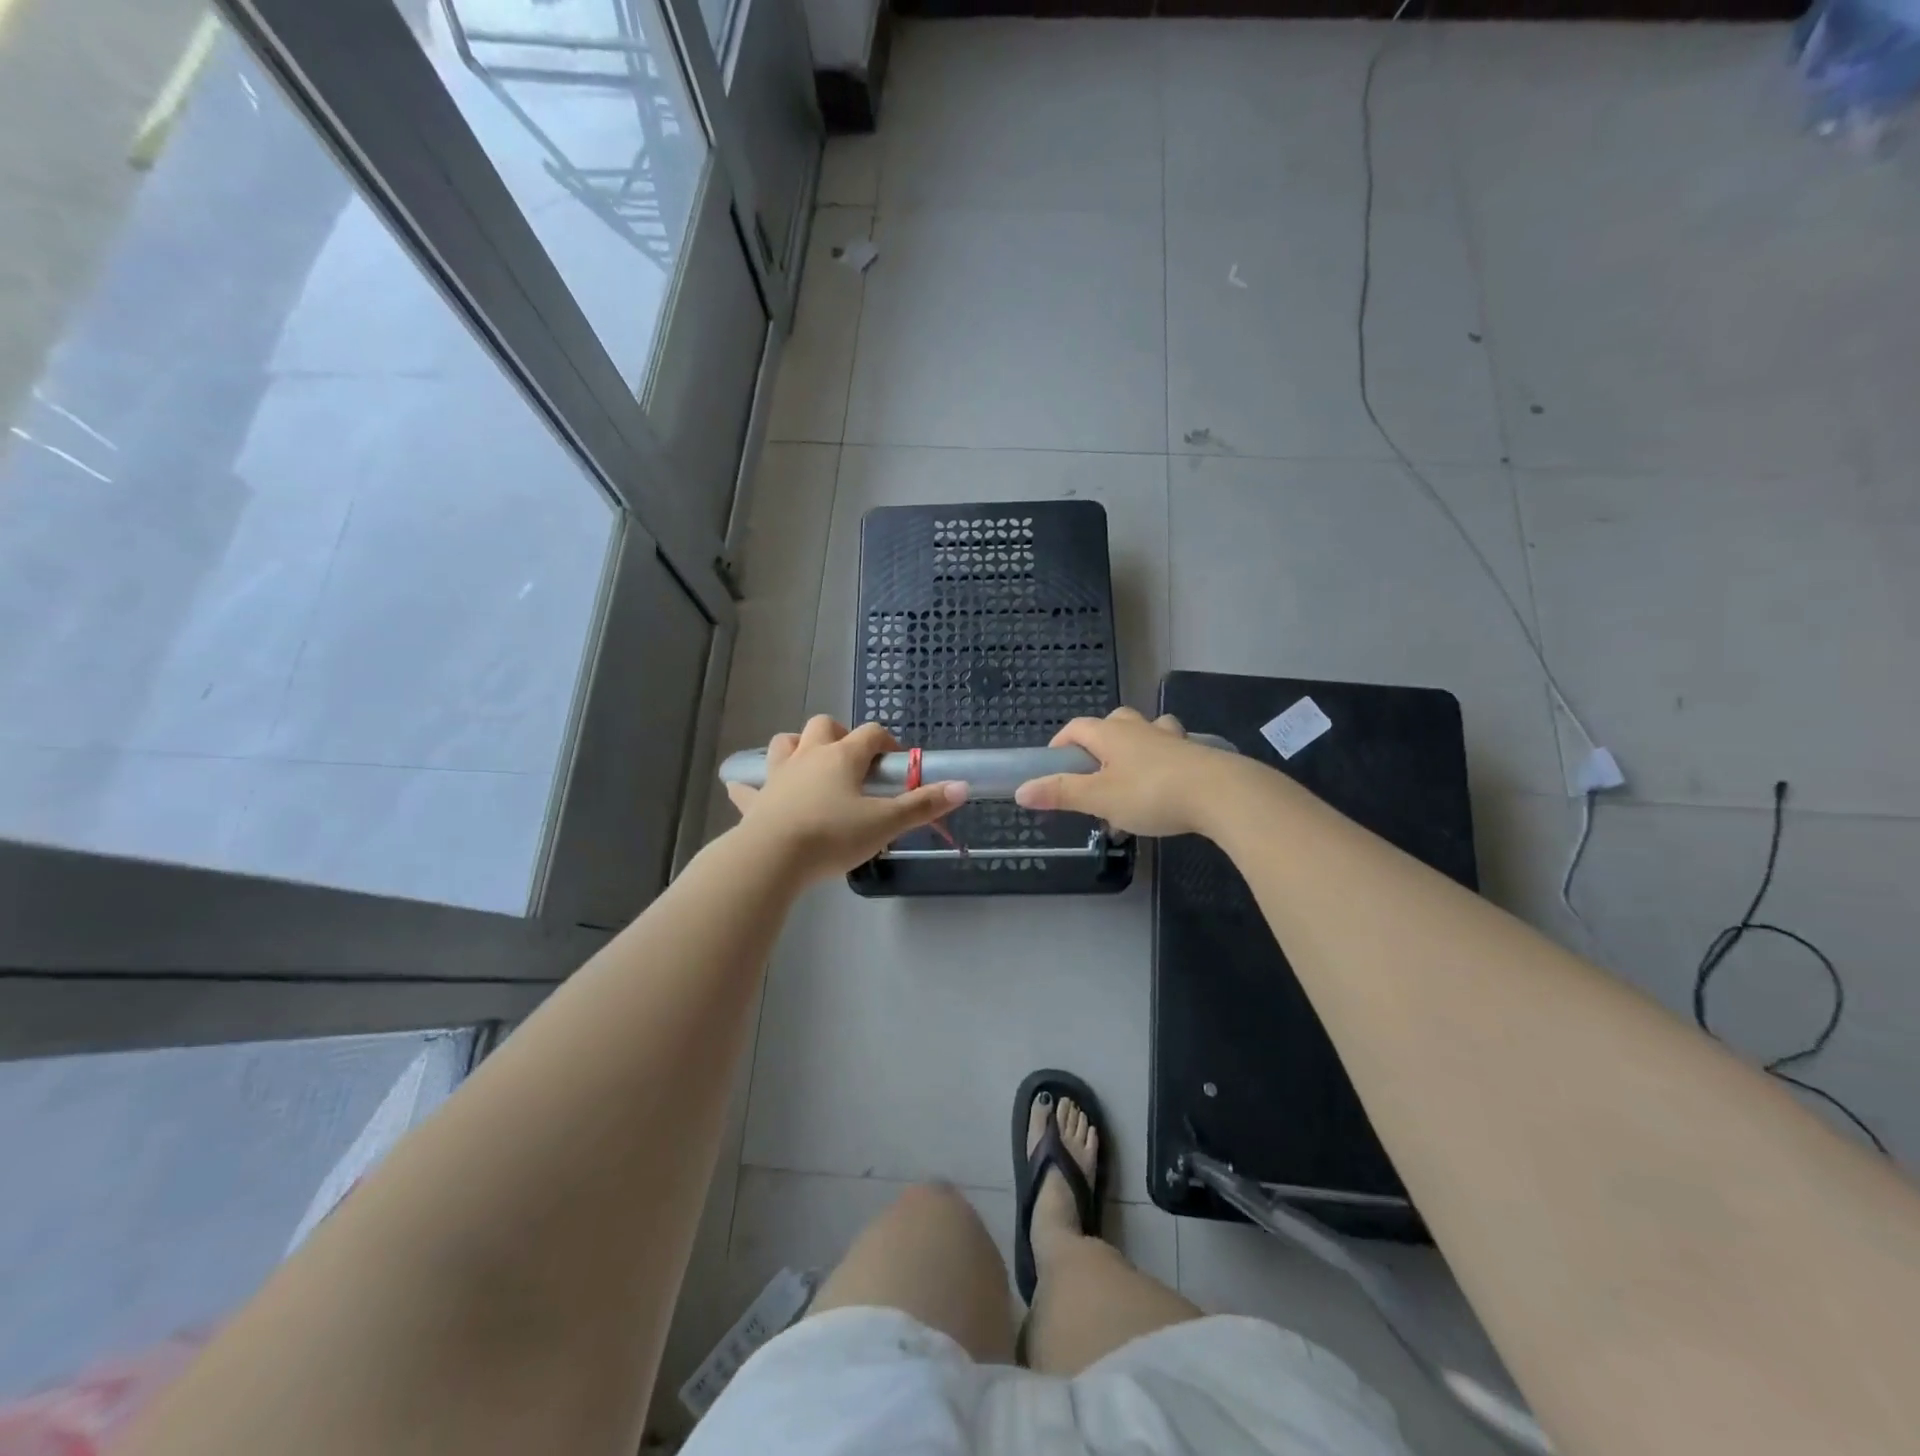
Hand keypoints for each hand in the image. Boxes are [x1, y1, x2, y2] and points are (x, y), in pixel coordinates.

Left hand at [725, 717, 967, 879]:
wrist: (771, 858)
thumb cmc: (833, 836)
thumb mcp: (885, 823)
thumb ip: (923, 805)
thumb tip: (962, 786)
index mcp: (843, 757)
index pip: (871, 733)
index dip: (887, 742)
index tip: (896, 763)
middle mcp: (809, 756)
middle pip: (823, 725)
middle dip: (840, 734)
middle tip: (853, 761)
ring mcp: (778, 776)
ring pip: (784, 743)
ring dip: (797, 747)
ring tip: (810, 766)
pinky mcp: (755, 801)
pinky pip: (748, 786)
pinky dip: (752, 786)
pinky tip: (752, 791)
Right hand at [1014, 707, 1230, 837]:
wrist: (1220, 793)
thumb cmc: (1151, 793)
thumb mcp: (1099, 798)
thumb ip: (1060, 794)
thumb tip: (1020, 791)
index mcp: (1111, 734)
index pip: (1077, 728)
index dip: (1061, 744)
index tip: (1053, 766)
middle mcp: (1140, 728)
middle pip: (1114, 722)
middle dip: (1100, 743)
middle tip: (1095, 774)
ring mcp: (1172, 739)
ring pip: (1148, 732)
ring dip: (1136, 748)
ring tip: (1132, 778)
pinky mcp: (1197, 754)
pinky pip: (1173, 751)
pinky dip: (1164, 763)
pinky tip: (1167, 787)